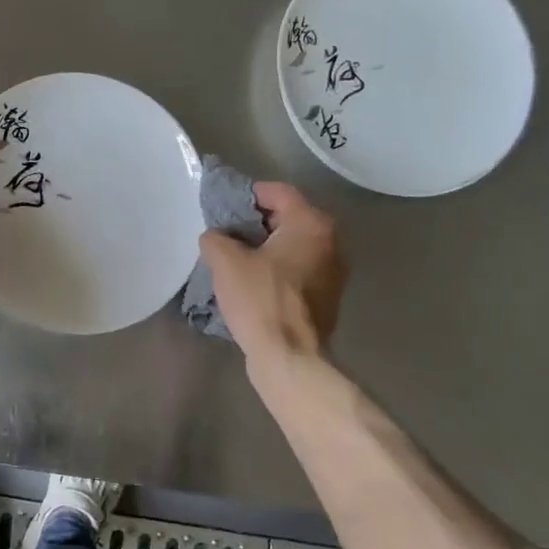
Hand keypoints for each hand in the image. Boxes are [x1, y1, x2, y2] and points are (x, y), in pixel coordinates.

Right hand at [197, 182, 346, 360]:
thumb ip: (216, 238)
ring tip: (235, 259)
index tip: (224, 206)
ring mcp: (333, 271)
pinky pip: (298, 270)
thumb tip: (216, 237)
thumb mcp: (225, 262)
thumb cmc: (260, 300)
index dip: (249, 194)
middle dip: (256, 222)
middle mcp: (331, 242)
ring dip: (266, 248)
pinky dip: (277, 269)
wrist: (289, 356)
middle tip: (226, 233)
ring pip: (294, 246)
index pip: (279, 192)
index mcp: (311, 224)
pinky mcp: (327, 297)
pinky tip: (252, 283)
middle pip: (289, 218)